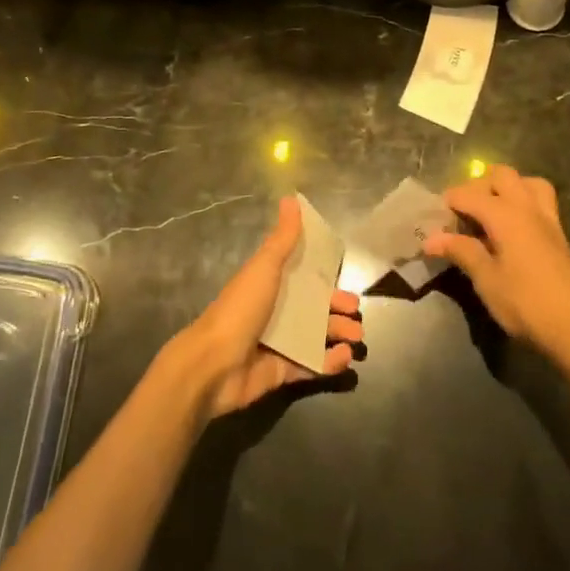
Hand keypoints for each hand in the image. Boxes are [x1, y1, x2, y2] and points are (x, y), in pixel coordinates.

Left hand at [169, 196, 362, 419]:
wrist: (213, 363)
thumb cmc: (241, 309)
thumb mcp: (264, 267)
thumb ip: (282, 239)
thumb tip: (291, 198)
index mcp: (269, 285)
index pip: (302, 278)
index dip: (324, 278)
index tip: (346, 277)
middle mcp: (274, 312)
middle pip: (313, 308)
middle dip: (337, 309)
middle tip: (356, 313)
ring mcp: (278, 343)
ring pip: (316, 336)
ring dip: (339, 334)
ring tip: (357, 336)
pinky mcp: (281, 372)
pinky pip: (311, 365)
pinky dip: (329, 362)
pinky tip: (344, 357)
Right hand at [425, 166, 569, 360]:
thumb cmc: (526, 304)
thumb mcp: (487, 280)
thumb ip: (461, 251)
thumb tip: (431, 238)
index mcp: (505, 215)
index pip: (469, 194)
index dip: (449, 202)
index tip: (434, 219)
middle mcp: (527, 207)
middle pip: (501, 175)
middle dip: (478, 186)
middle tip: (463, 213)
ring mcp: (548, 219)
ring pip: (527, 182)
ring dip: (507, 188)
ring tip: (491, 212)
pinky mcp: (559, 234)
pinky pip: (540, 201)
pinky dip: (523, 202)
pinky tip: (512, 230)